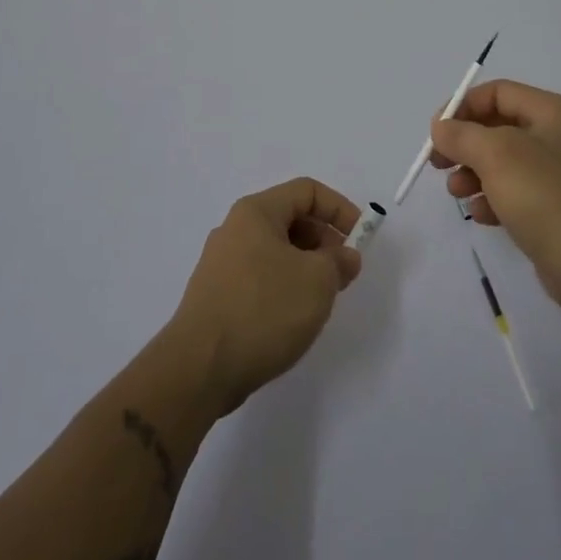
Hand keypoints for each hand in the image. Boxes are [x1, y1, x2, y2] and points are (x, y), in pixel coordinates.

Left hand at [167, 177, 362, 413]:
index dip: (340, 208)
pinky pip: (261, 277)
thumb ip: (339, 261)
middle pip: (290, 219)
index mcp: (256, 212)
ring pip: (276, 251)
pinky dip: (285, 286)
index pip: (307, 191)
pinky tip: (294, 317)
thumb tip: (345, 257)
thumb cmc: (264, 310)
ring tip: (322, 297)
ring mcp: (222, 264)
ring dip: (306, 266)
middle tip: (344, 272)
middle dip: (324, 240)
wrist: (199, 368)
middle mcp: (235, 230)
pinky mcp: (217, 296)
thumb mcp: (317, 280)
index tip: (361, 237)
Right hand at [429, 81, 560, 318]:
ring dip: (473, 174)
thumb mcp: (496, 155)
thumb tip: (442, 127)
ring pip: (503, 163)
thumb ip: (462, 135)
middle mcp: (560, 137)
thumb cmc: (545, 197)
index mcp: (553, 113)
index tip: (436, 132)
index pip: (499, 92)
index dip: (463, 106)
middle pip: (499, 127)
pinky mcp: (557, 210)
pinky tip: (481, 215)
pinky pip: (516, 193)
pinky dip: (493, 199)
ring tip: (457, 192)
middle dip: (465, 144)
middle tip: (437, 163)